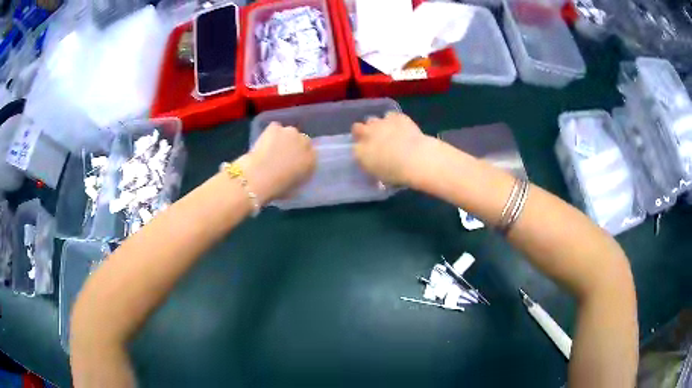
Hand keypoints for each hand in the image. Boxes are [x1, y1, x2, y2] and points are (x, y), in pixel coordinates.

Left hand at [239, 123, 315, 203]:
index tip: (293, 163)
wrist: (259, 178)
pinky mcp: (275, 127)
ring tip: (271, 149)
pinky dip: (271, 133)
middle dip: (294, 145)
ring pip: (288, 133)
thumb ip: (300, 175)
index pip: (311, 154)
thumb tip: (296, 171)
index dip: (301, 157)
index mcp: (312, 160)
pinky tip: (264, 142)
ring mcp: (290, 132)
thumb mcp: (295, 187)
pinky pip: (275, 128)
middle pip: (302, 140)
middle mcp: (305, 143)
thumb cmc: (277, 188)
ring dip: (283, 138)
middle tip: (282, 155)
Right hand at [352, 112, 429, 185]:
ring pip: (372, 119)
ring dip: (376, 125)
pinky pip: (390, 116)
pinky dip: (393, 120)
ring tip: (386, 132)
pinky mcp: (396, 117)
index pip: (354, 148)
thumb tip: (374, 165)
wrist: (415, 159)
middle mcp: (367, 134)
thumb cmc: (397, 174)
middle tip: (371, 138)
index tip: (367, 153)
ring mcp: (381, 123)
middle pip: (357, 128)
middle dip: (362, 132)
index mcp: (360, 152)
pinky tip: (400, 127)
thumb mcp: (380, 176)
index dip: (361, 149)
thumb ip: (374, 167)